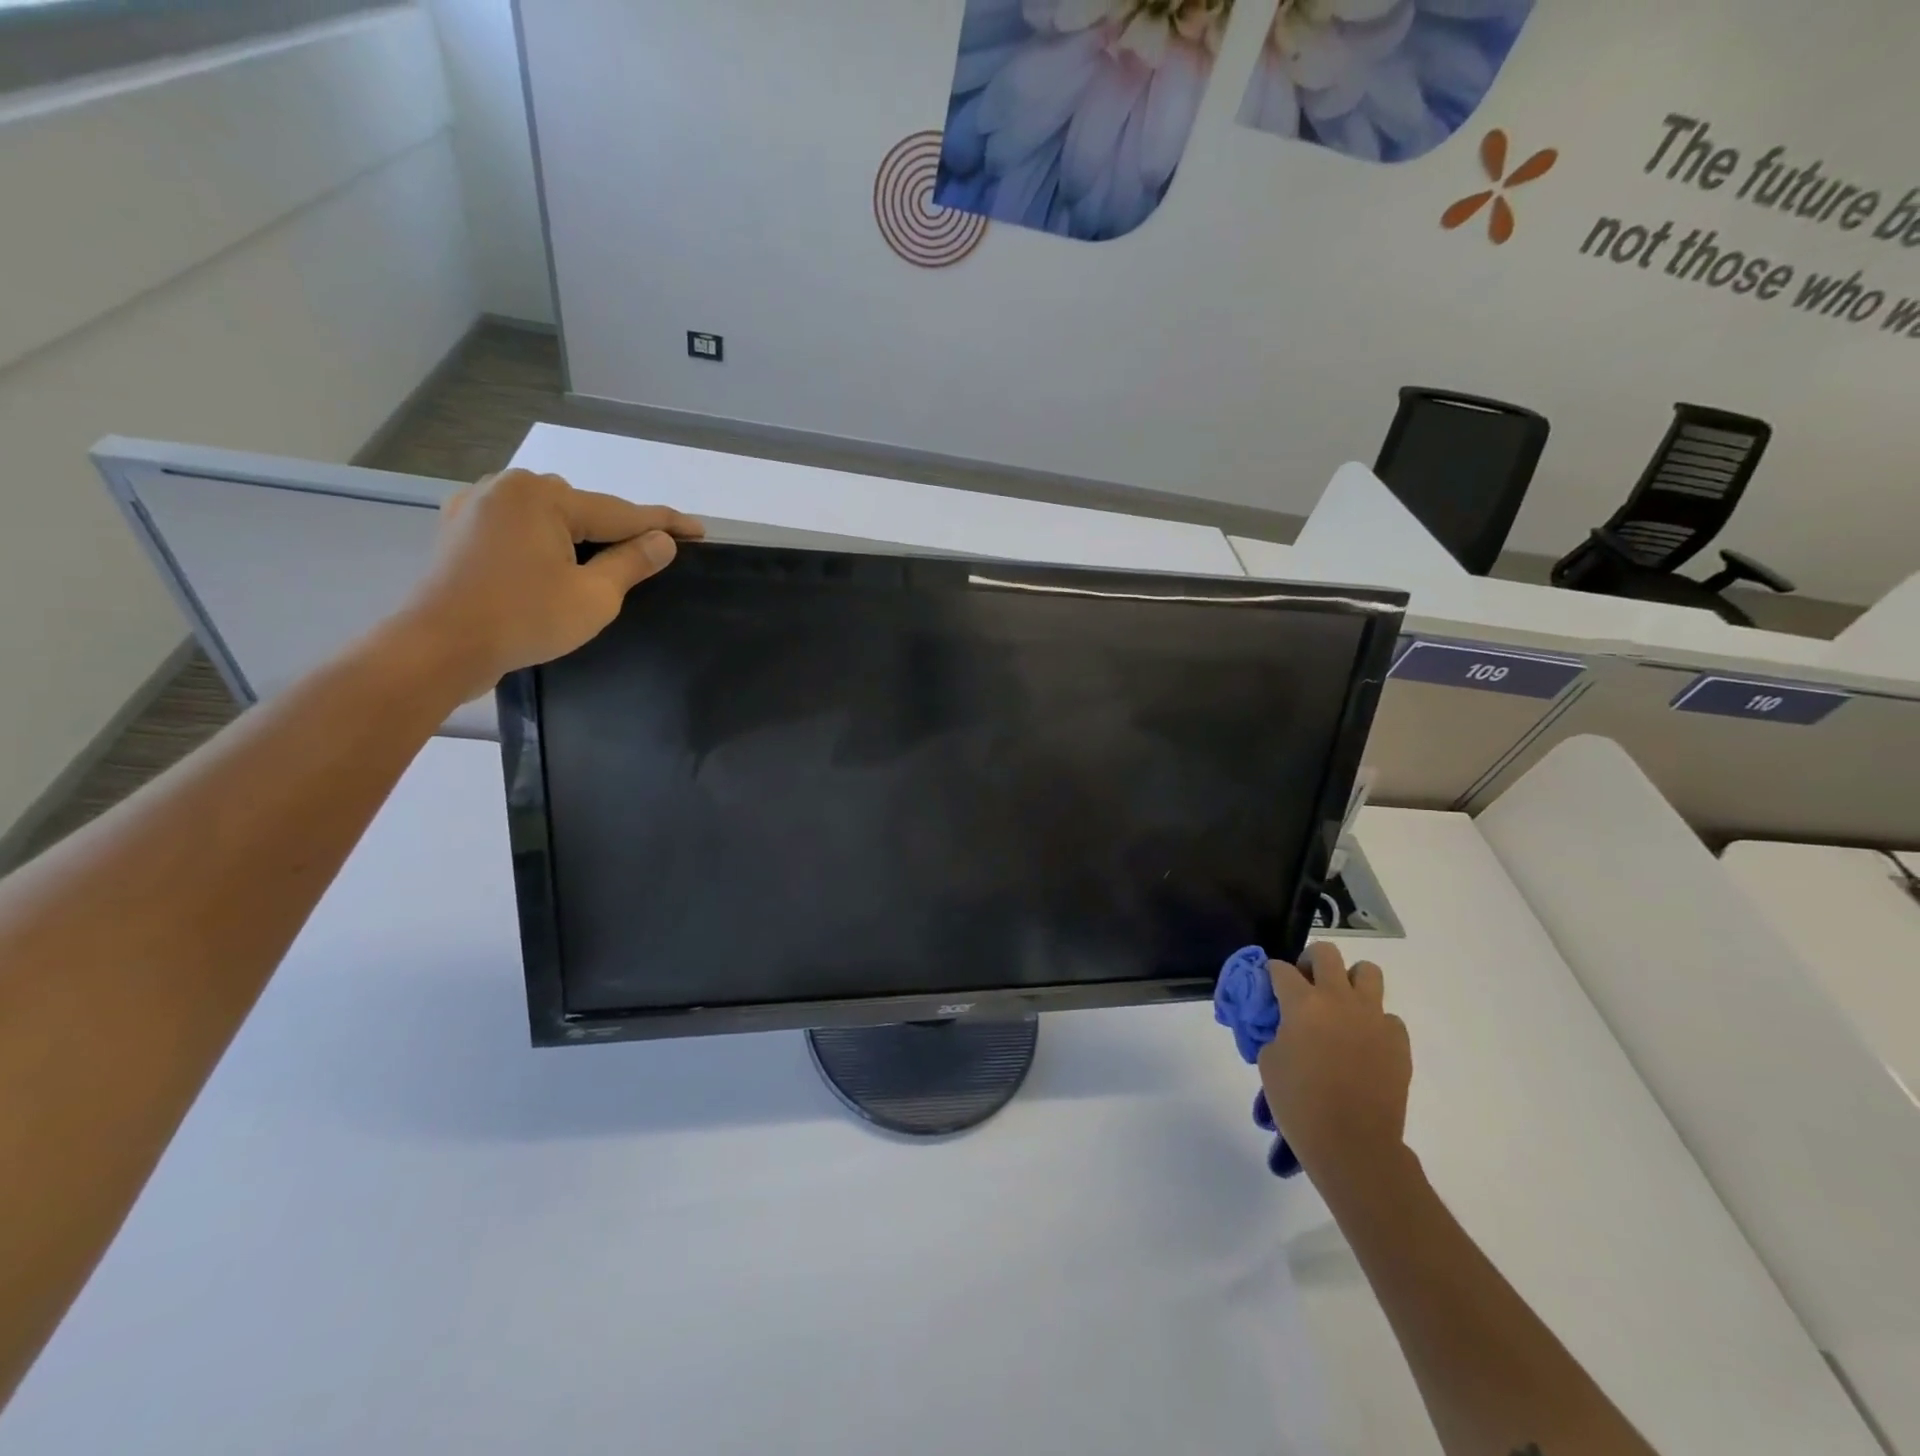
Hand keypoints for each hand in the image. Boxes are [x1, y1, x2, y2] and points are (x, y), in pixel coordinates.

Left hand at [399, 469, 703, 699]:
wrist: (438, 647)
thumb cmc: (524, 620)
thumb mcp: (594, 596)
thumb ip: (632, 563)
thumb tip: (663, 540)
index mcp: (543, 496)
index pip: (620, 512)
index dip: (664, 524)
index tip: (699, 531)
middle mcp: (507, 487)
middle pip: (582, 509)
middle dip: (616, 530)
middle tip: (650, 556)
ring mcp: (476, 505)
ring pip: (549, 516)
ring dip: (578, 536)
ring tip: (600, 565)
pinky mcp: (459, 528)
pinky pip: (519, 527)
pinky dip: (545, 542)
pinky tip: (553, 563)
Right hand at [1258, 942, 1412, 1181]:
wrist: (1354, 1145)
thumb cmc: (1300, 1103)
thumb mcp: (1269, 1061)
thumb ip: (1276, 1031)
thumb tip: (1286, 1024)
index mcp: (1303, 1002)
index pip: (1280, 969)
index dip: (1271, 974)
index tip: (1268, 987)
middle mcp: (1339, 1000)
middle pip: (1326, 953)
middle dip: (1310, 962)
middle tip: (1304, 985)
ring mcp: (1374, 1018)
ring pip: (1367, 972)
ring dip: (1349, 981)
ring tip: (1339, 1004)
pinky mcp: (1398, 1041)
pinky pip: (1387, 1015)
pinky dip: (1373, 1021)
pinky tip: (1362, 1043)